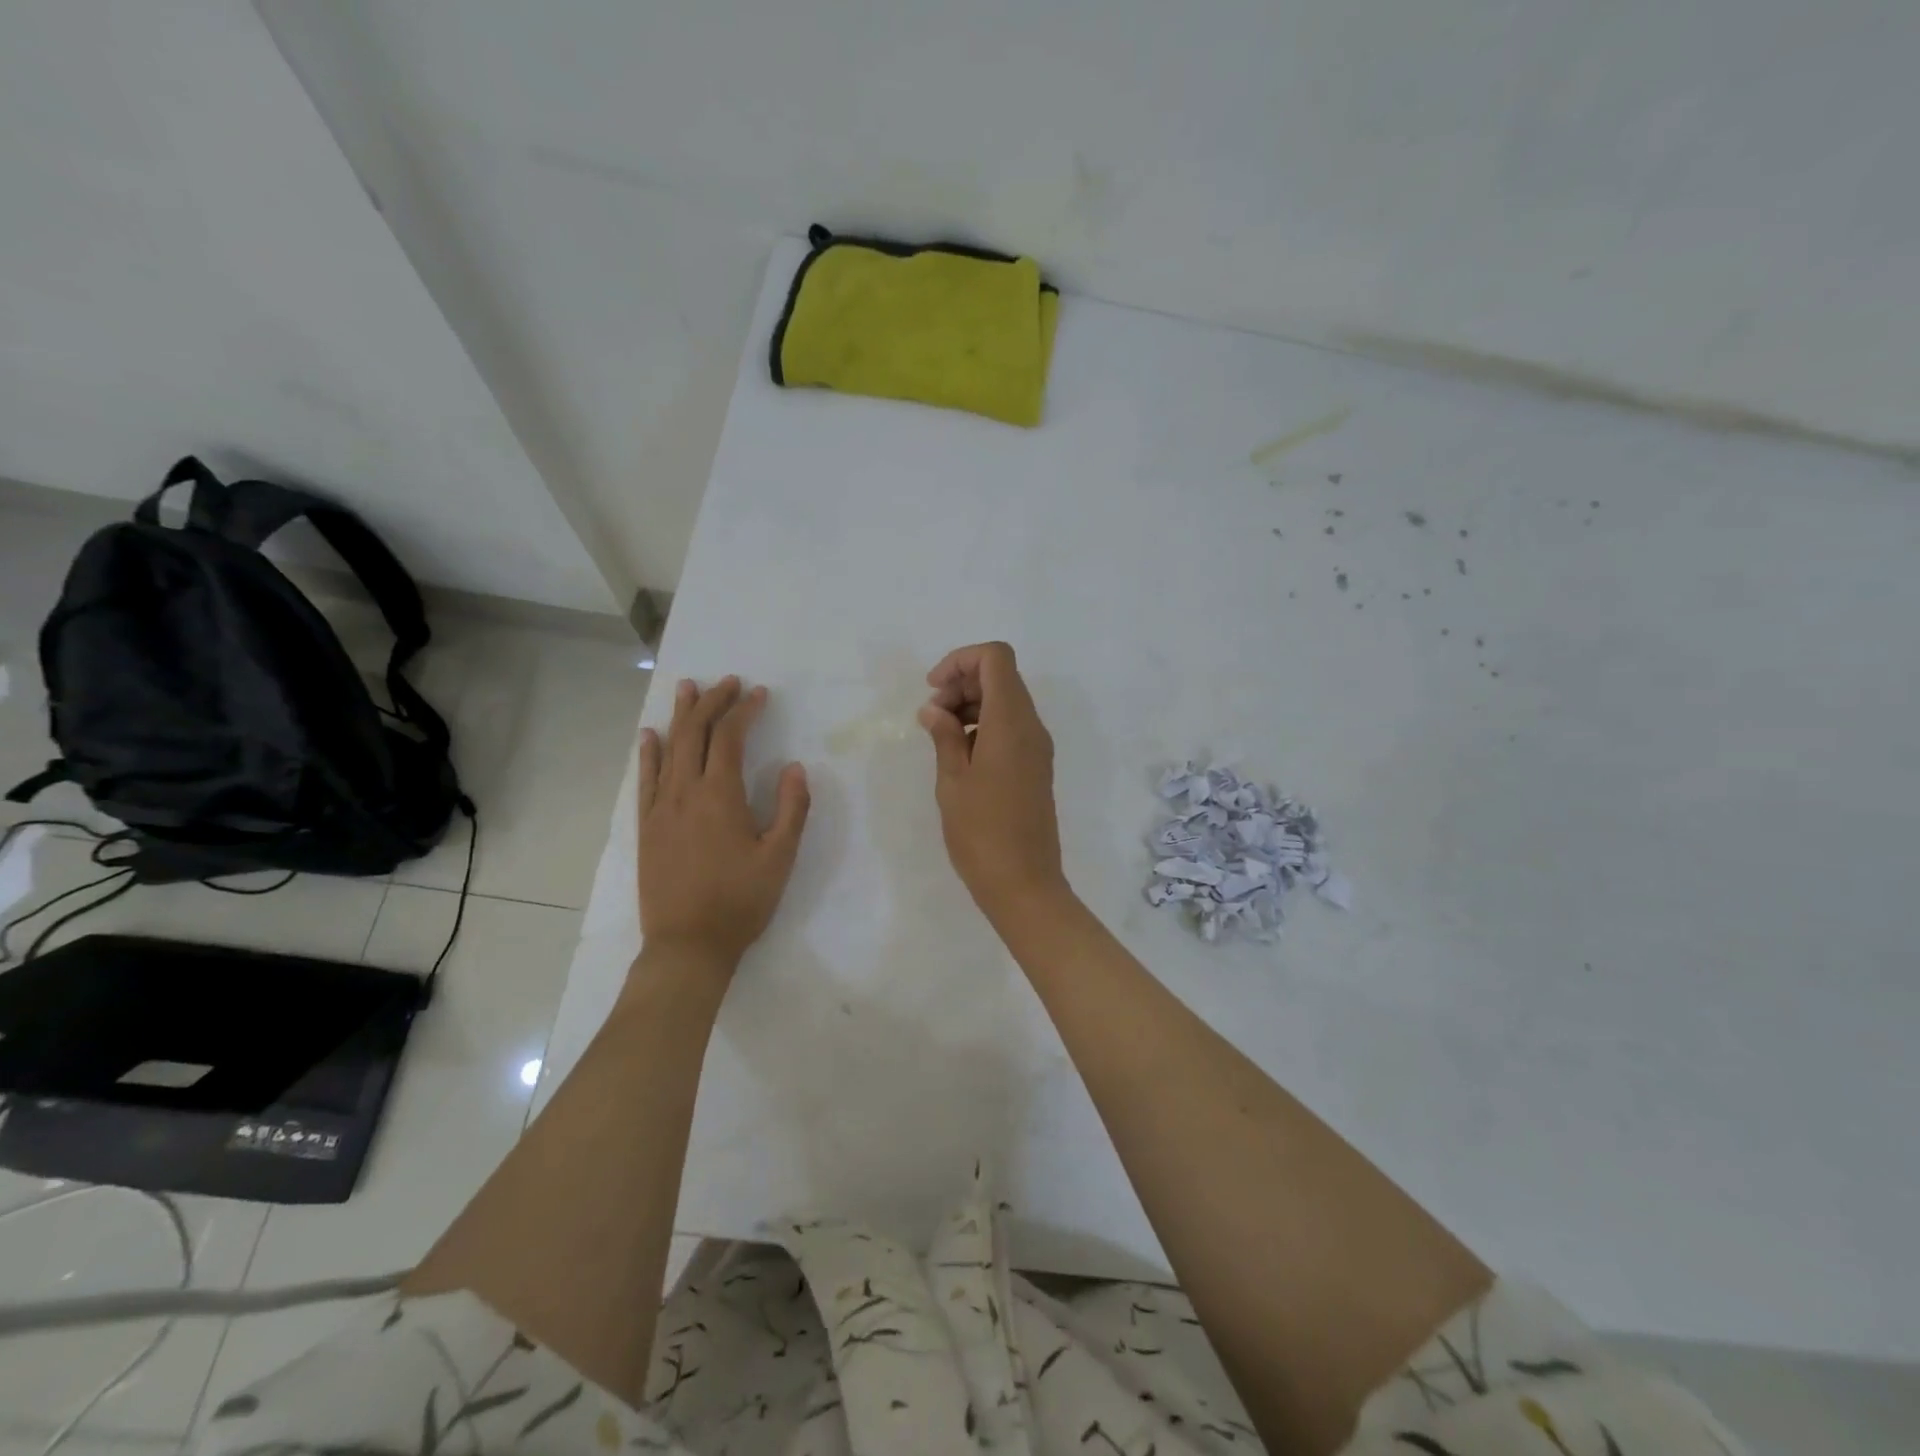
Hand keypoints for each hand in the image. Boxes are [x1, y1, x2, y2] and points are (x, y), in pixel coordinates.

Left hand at [638, 676, 810, 967]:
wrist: (687, 945)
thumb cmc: (741, 902)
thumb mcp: (780, 857)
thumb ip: (791, 808)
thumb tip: (794, 766)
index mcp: (720, 796)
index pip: (730, 738)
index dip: (745, 711)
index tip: (759, 694)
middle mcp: (685, 792)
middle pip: (696, 733)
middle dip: (713, 702)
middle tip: (728, 682)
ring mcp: (660, 808)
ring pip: (668, 749)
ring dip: (680, 716)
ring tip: (688, 688)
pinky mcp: (646, 826)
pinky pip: (645, 779)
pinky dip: (648, 753)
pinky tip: (649, 736)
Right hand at [918, 642, 1069, 924]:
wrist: (1024, 884)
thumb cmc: (981, 832)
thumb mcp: (952, 780)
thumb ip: (944, 735)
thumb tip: (935, 710)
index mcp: (1011, 722)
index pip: (996, 657)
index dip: (960, 661)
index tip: (933, 690)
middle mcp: (1031, 727)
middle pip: (1001, 676)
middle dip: (962, 683)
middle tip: (931, 717)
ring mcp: (1037, 748)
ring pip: (1006, 701)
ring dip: (971, 705)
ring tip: (940, 737)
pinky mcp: (1036, 767)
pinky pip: (1011, 728)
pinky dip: (984, 726)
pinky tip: (960, 756)